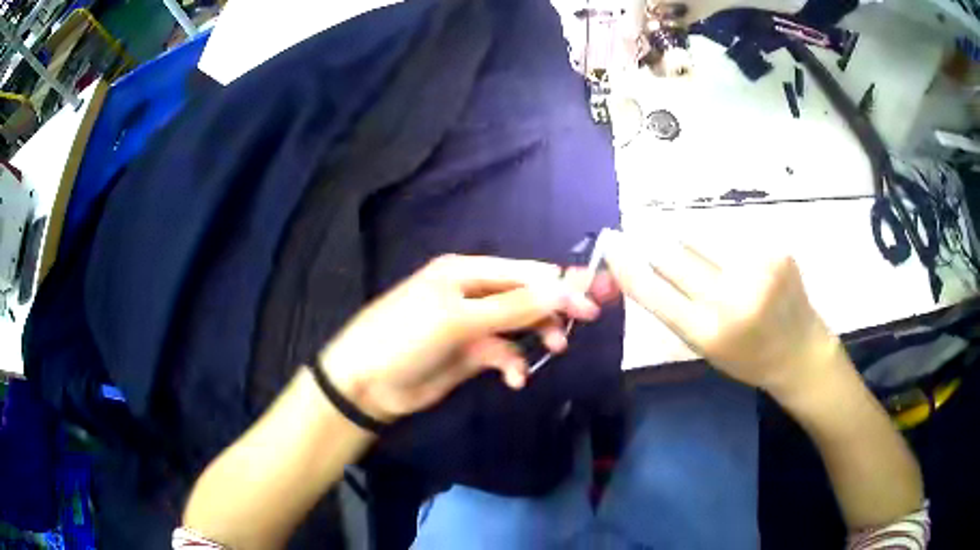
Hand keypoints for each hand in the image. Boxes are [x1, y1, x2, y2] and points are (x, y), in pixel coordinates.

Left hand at [317, 255, 616, 421]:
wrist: (367, 384)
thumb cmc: (407, 338)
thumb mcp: (459, 318)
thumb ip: (513, 305)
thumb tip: (563, 285)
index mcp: (466, 271)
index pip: (524, 272)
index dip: (558, 285)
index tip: (590, 304)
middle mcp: (472, 293)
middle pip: (525, 296)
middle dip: (551, 311)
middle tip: (574, 330)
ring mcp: (472, 325)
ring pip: (519, 326)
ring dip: (536, 338)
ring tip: (552, 351)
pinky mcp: (471, 354)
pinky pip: (505, 354)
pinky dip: (514, 364)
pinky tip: (513, 379)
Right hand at [603, 230, 842, 398]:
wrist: (800, 352)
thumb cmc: (748, 357)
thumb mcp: (705, 346)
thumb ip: (676, 308)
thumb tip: (645, 264)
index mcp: (708, 332)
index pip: (654, 291)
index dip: (628, 264)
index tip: (612, 243)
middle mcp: (732, 299)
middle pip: (675, 254)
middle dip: (656, 242)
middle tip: (647, 233)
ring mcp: (758, 269)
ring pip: (704, 234)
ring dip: (691, 236)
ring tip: (699, 248)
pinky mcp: (777, 250)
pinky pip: (735, 232)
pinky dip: (725, 238)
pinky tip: (736, 253)